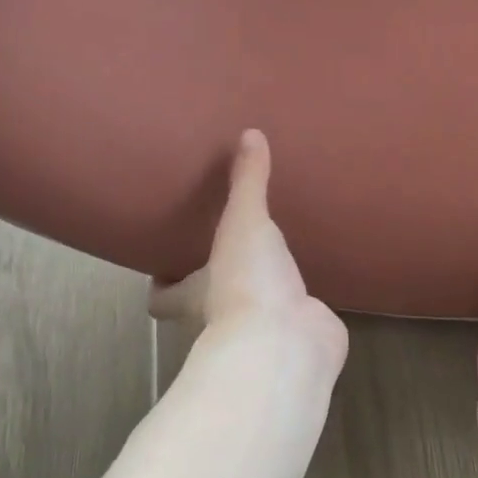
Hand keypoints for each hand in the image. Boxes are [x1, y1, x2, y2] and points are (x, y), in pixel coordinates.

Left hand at [150, 130, 347, 373]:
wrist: (288, 344)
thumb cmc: (247, 283)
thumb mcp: (244, 222)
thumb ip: (247, 181)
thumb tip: (249, 134)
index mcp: (196, 293)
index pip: (162, 296)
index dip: (160, 283)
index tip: (164, 264)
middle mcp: (223, 316)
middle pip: (207, 302)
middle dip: (215, 280)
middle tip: (231, 246)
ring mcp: (264, 331)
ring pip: (256, 308)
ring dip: (264, 289)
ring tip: (279, 254)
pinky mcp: (300, 336)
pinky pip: (299, 315)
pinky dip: (305, 302)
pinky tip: (316, 277)